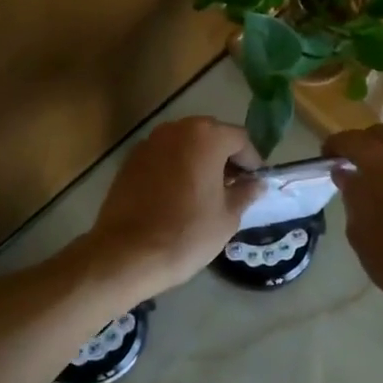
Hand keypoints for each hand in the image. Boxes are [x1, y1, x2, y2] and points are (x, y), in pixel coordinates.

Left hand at [86, 117, 260, 300]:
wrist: (127, 253)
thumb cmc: (187, 233)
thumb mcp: (227, 217)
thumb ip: (245, 193)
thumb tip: (256, 184)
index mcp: (206, 137)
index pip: (240, 139)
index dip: (252, 161)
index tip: (255, 183)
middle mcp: (176, 130)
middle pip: (210, 135)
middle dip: (225, 157)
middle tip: (233, 186)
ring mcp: (149, 143)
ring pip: (185, 144)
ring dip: (199, 160)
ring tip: (206, 191)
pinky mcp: (130, 160)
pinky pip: (163, 156)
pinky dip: (176, 167)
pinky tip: (179, 195)